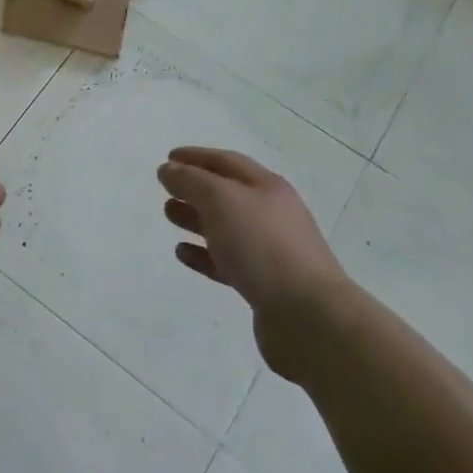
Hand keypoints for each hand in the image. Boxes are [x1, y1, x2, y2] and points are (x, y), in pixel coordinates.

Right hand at [159, 148, 353, 376]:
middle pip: (226, 194)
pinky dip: (203, 254)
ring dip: (195, 219)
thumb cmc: (262, 245)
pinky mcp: (262, 284)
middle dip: (194, 187)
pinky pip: (226, 262)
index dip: (196, 157)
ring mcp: (269, 251)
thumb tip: (169, 169)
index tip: (168, 157)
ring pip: (225, 227)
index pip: (226, 162)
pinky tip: (183, 253)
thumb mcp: (221, 200)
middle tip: (165, 189)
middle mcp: (271, 214)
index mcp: (267, 187)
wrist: (307, 315)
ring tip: (169, 215)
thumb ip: (191, 181)